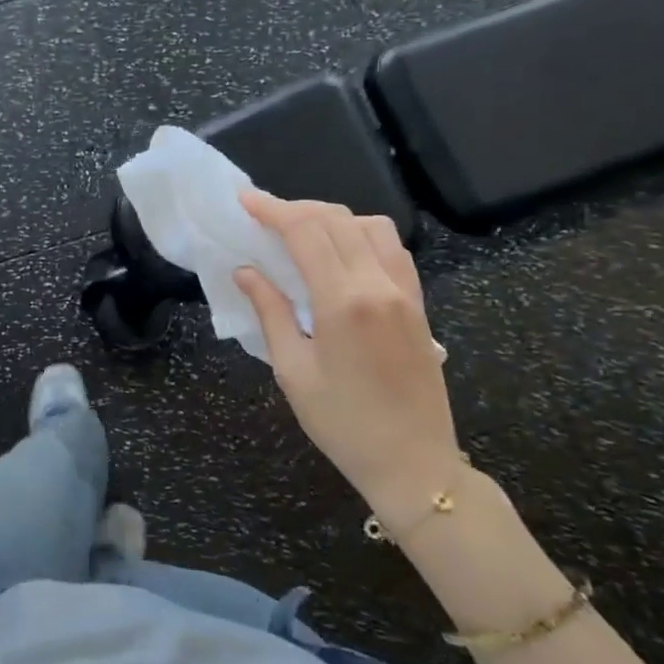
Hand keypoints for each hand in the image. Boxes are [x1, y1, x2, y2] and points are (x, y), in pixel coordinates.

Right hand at [233, 192, 461, 523]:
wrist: (414, 463)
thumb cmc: (342, 423)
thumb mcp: (293, 370)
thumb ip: (270, 311)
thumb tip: (246, 271)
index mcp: (343, 302)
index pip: (305, 232)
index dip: (272, 209)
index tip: (245, 200)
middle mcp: (379, 285)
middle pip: (336, 220)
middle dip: (296, 209)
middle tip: (263, 215)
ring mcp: (405, 292)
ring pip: (370, 226)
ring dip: (331, 217)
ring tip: (300, 230)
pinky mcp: (419, 304)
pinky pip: (392, 249)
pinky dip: (361, 234)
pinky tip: (341, 251)